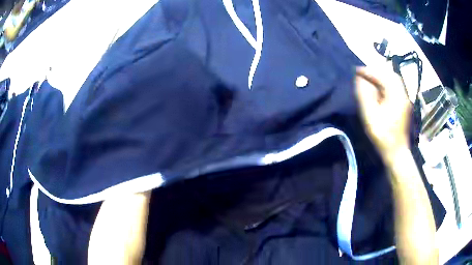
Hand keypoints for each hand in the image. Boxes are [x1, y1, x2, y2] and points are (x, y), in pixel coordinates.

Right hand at [355, 65, 411, 160]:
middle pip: (390, 75)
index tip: (356, 70)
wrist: (396, 153)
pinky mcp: (404, 104)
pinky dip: (386, 83)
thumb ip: (365, 96)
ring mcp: (404, 99)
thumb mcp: (371, 117)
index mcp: (396, 96)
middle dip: (376, 71)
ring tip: (369, 79)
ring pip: (393, 80)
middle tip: (363, 74)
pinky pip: (395, 87)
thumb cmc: (383, 137)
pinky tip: (379, 89)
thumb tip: (359, 79)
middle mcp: (402, 94)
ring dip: (381, 77)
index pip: (382, 76)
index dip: (369, 71)